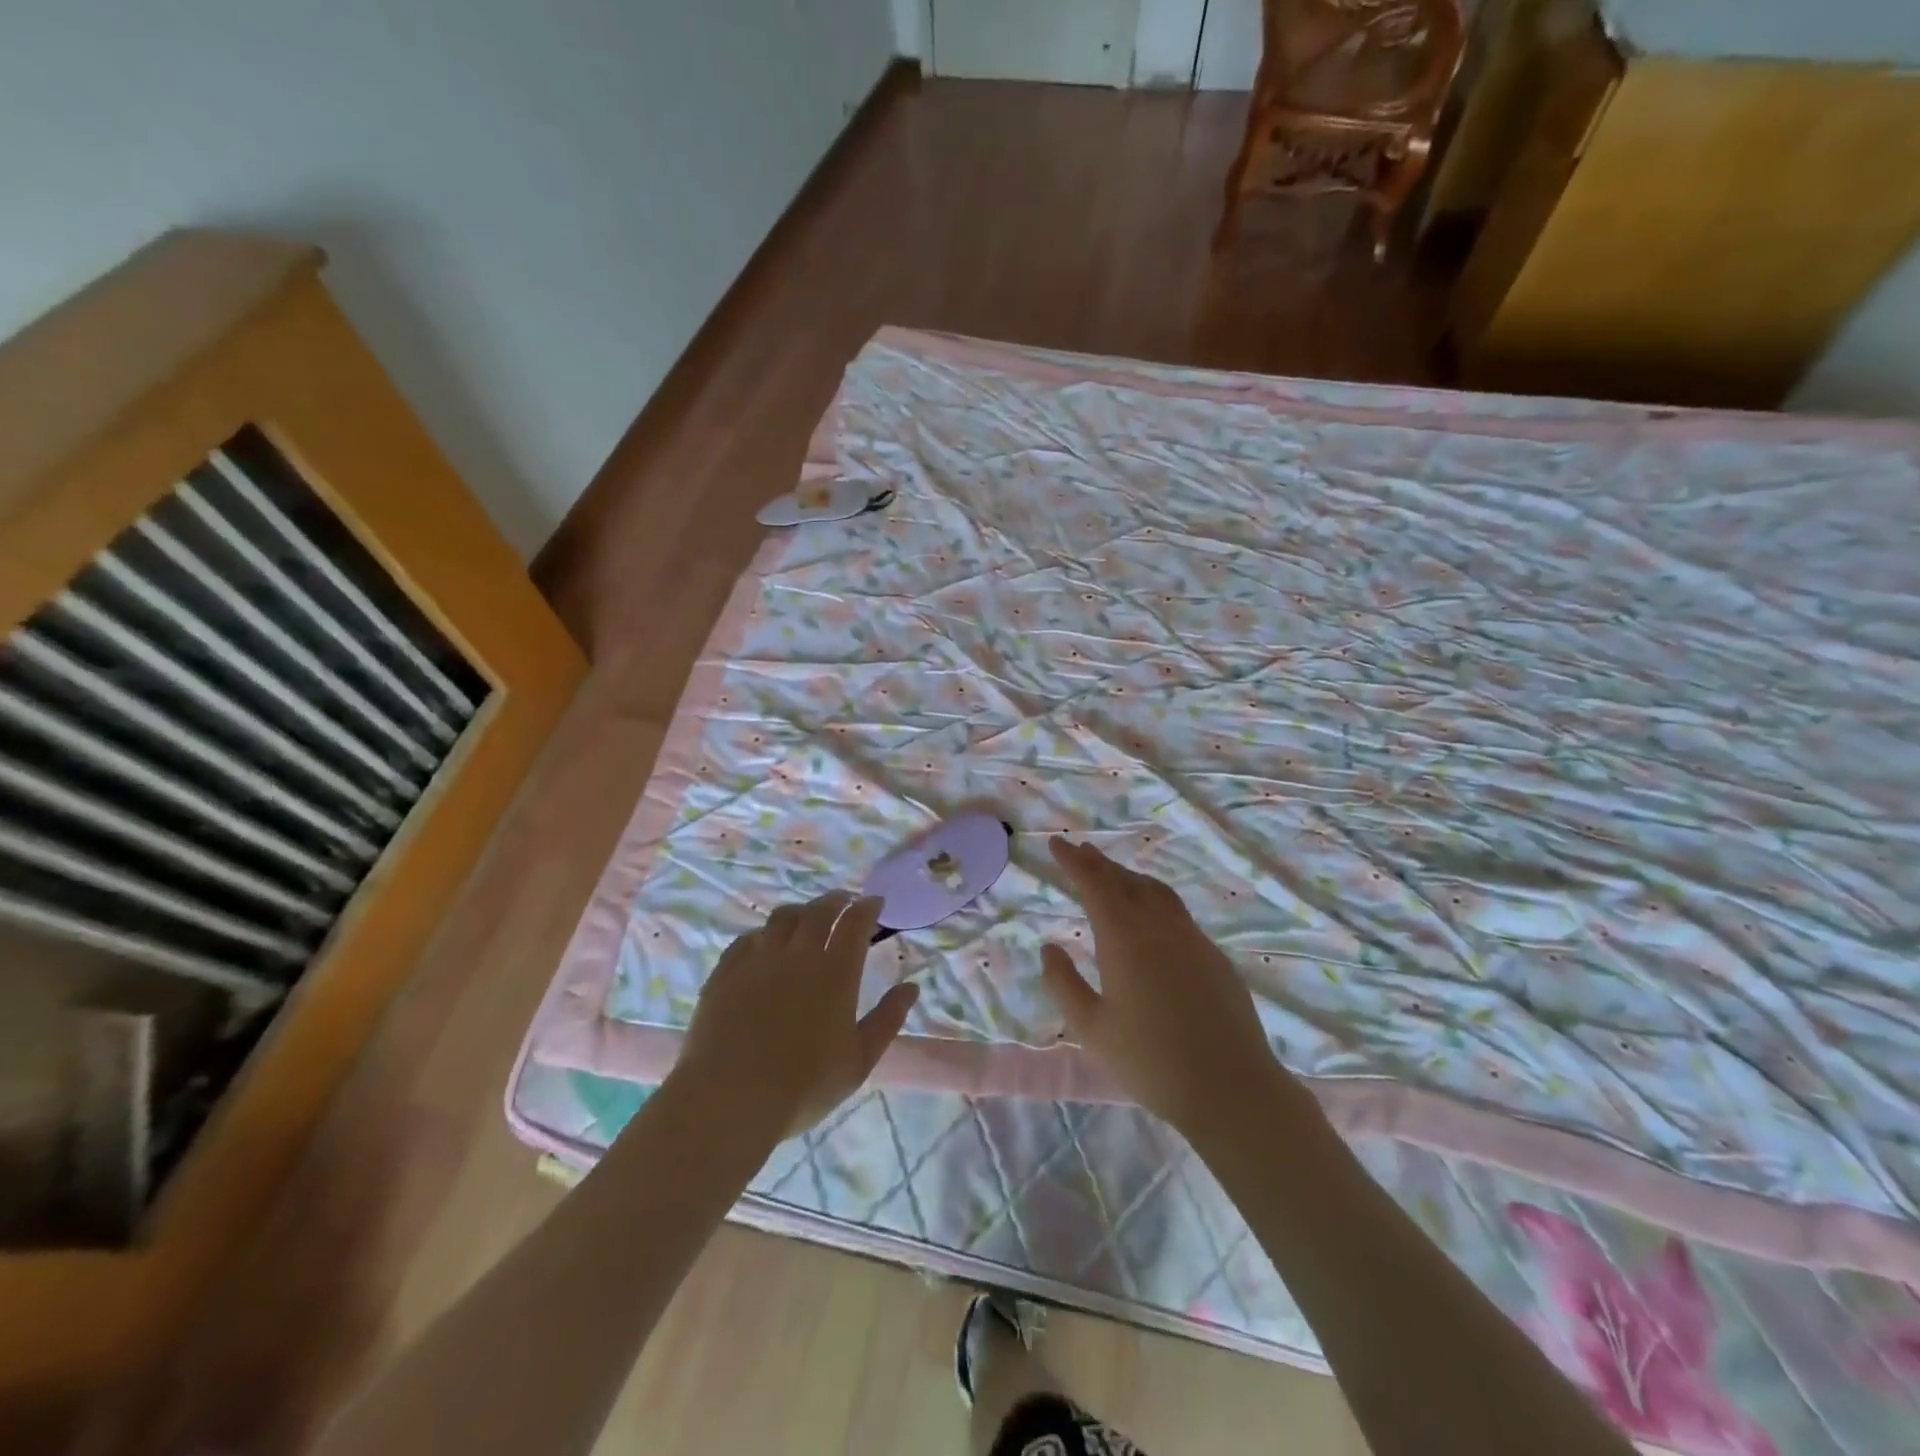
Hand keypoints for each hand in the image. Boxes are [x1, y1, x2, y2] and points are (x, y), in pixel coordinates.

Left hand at [677, 892, 918, 1138]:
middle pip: (819, 910)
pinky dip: (763, 934)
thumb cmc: (804, 1086)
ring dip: (800, 911)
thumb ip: (888, 1019)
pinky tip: (764, 943)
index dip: (867, 907)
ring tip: (806, 917)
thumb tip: (911, 987)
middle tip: (844, 901)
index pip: (855, 922)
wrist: (729, 1099)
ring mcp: (758, 960)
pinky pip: (747, 939)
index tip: (875, 902)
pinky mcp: (726, 973)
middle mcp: (798, 954)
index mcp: (836, 972)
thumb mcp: (859, 1060)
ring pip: (781, 917)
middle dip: (836, 900)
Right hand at [1040, 836, 1296, 1136]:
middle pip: (1125, 881)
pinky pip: (1177, 913)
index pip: (1094, 884)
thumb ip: (1064, 984)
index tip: (1056, 843)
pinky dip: (1154, 899)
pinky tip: (1151, 917)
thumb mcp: (1092, 1029)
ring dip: (1129, 877)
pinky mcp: (1214, 956)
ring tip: (1113, 875)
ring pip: (1155, 892)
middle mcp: (1159, 927)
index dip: (1073, 861)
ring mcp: (1193, 939)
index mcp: (1124, 938)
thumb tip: (1049, 948)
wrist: (1231, 1088)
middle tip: (1079, 850)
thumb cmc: (1151, 1062)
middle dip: (1098, 863)